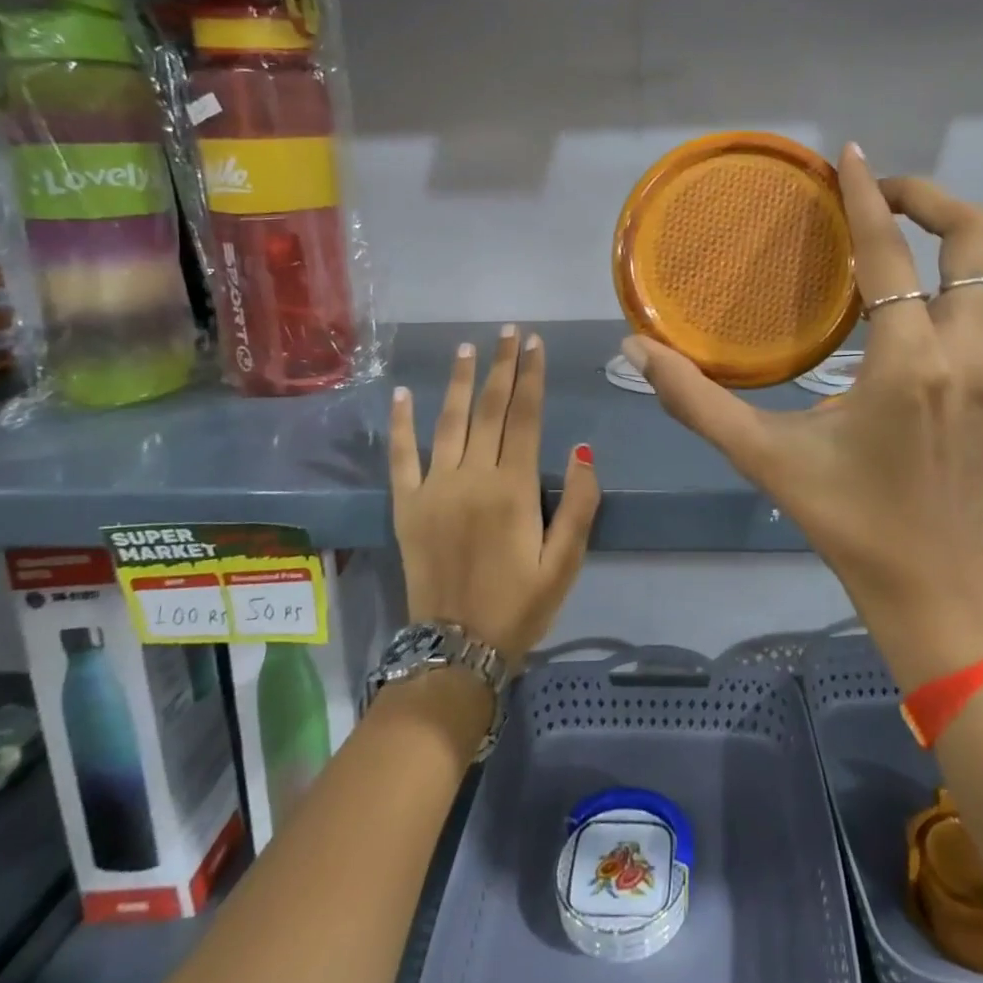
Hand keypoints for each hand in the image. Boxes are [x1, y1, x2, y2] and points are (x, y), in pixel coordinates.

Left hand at [389, 328, 600, 671]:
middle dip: (501, 367)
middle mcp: (473, 477)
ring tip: (467, 348)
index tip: (534, 344)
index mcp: (513, 488)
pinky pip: (401, 457)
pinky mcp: (407, 506)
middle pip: (489, 409)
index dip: (532, 377)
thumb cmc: (520, 606)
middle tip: (508, 332)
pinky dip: (401, 424)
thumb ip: (580, 504)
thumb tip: (582, 448)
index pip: (526, 417)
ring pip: (448, 421)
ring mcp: (434, 488)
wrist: (456, 650)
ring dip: (458, 381)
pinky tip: (402, 394)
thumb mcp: (566, 563)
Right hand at [623, 145, 982, 691]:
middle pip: (973, 237)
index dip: (866, 197)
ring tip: (939, 218)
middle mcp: (972, 353)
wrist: (927, 577)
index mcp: (907, 365)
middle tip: (883, 194)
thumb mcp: (761, 456)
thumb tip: (634, 348)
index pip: (888, 254)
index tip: (849, 156)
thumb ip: (694, 400)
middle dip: (929, 198)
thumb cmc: (842, 515)